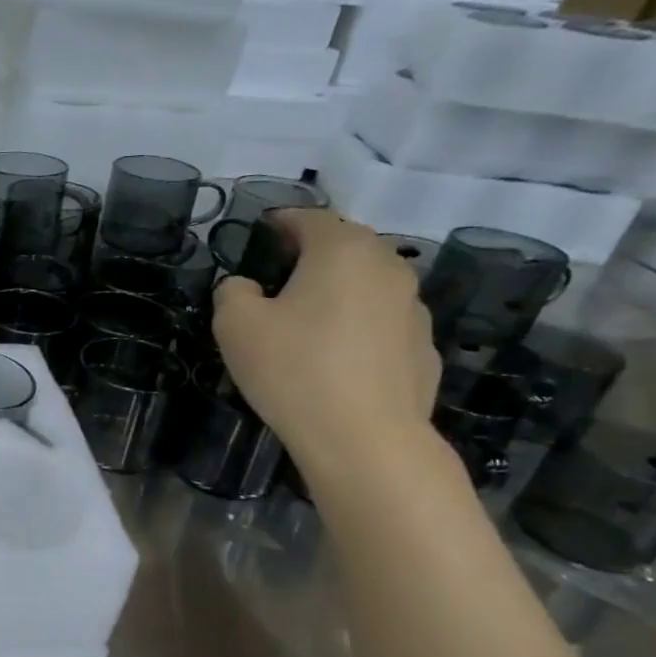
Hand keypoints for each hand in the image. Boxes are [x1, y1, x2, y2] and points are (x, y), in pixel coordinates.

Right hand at [212, 210, 441, 477]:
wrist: (364, 438)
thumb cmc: (294, 370)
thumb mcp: (235, 326)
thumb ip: (233, 292)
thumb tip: (245, 287)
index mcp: (342, 251)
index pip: (311, 218)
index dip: (282, 221)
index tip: (262, 231)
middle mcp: (387, 267)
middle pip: (348, 244)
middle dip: (314, 251)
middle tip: (281, 273)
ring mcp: (413, 308)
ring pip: (369, 283)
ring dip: (340, 289)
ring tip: (309, 317)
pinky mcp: (422, 348)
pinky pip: (383, 322)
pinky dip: (360, 325)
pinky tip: (338, 356)